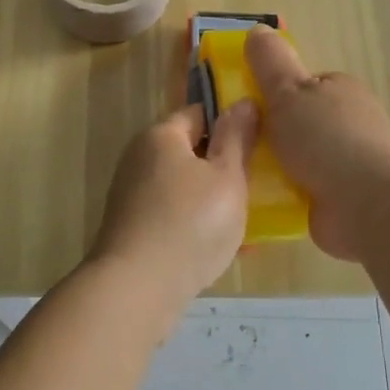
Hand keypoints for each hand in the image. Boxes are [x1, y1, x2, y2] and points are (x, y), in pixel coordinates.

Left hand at [90, 100, 257, 318]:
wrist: (137, 288)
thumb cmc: (190, 223)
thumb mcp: (226, 177)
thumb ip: (236, 138)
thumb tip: (243, 101)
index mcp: (161, 135)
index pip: (199, 112)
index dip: (230, 123)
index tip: (258, 143)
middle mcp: (139, 157)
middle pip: (189, 151)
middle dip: (222, 167)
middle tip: (256, 186)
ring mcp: (131, 194)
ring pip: (182, 187)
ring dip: (211, 200)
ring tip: (245, 222)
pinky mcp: (131, 227)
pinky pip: (171, 216)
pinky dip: (194, 226)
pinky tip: (219, 250)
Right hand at [246, 26, 389, 261]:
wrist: (371, 207)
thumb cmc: (327, 139)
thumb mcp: (288, 91)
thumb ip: (269, 63)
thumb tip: (257, 29)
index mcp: (339, 90)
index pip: (299, 85)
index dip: (271, 93)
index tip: (242, 108)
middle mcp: (347, 123)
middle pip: (296, 122)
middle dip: (269, 134)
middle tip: (234, 143)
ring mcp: (347, 164)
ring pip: (297, 159)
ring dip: (273, 167)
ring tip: (238, 173)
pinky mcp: (342, 200)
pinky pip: (302, 191)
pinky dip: (283, 195)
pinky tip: (258, 201)